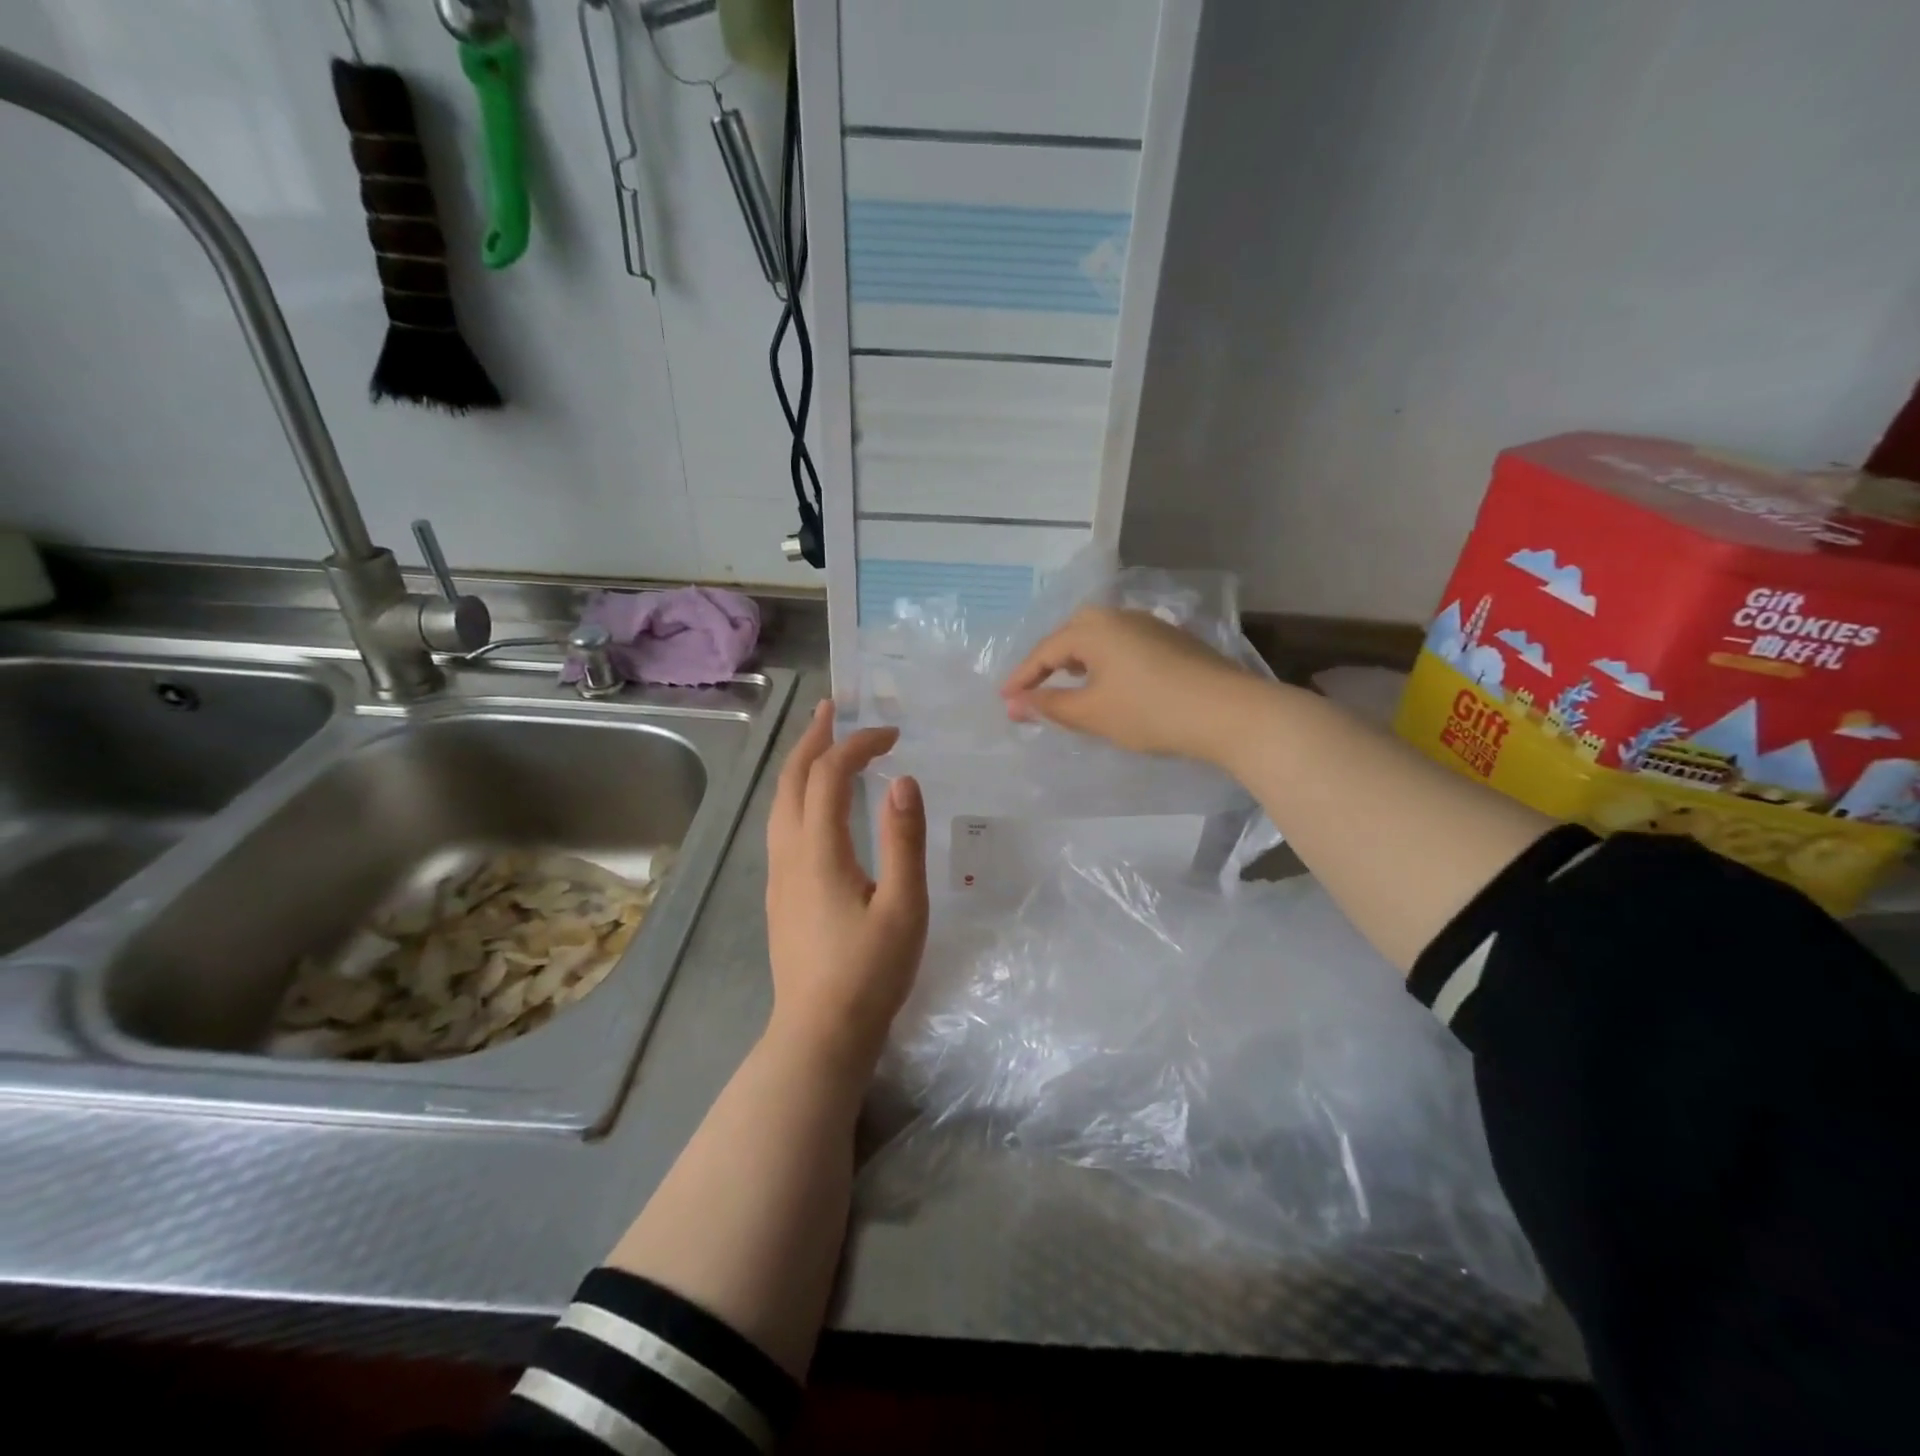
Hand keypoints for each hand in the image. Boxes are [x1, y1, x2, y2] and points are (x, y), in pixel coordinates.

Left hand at [764, 700, 928, 1078]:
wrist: (819, 1035)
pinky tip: (813, 803)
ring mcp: (778, 875)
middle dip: (812, 739)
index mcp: (818, 851)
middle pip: (792, 780)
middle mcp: (789, 853)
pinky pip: (781, 824)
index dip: (858, 745)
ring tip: (819, 742)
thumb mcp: (903, 908)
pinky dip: (797, 793)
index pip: (831, 776)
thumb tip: (902, 781)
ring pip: (780, 802)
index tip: (893, 735)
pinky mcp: (779, 894)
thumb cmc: (869, 973)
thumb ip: (904, 841)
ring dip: (799, 765)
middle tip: (832, 709)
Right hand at [1000, 607, 1262, 764]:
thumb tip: (1016, 703)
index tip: (1005, 701)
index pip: (1044, 651)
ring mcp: (1149, 625)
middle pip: (1071, 638)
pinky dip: (1105, 666)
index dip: (1022, 678)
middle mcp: (1118, 616)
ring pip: (1099, 641)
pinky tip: (1110, 685)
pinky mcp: (1172, 640)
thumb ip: (1050, 706)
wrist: (1228, 711)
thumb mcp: (1092, 713)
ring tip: (1067, 689)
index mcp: (1093, 628)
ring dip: (1078, 665)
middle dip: (1048, 666)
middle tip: (1032, 692)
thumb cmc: (1149, 711)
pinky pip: (1122, 648)